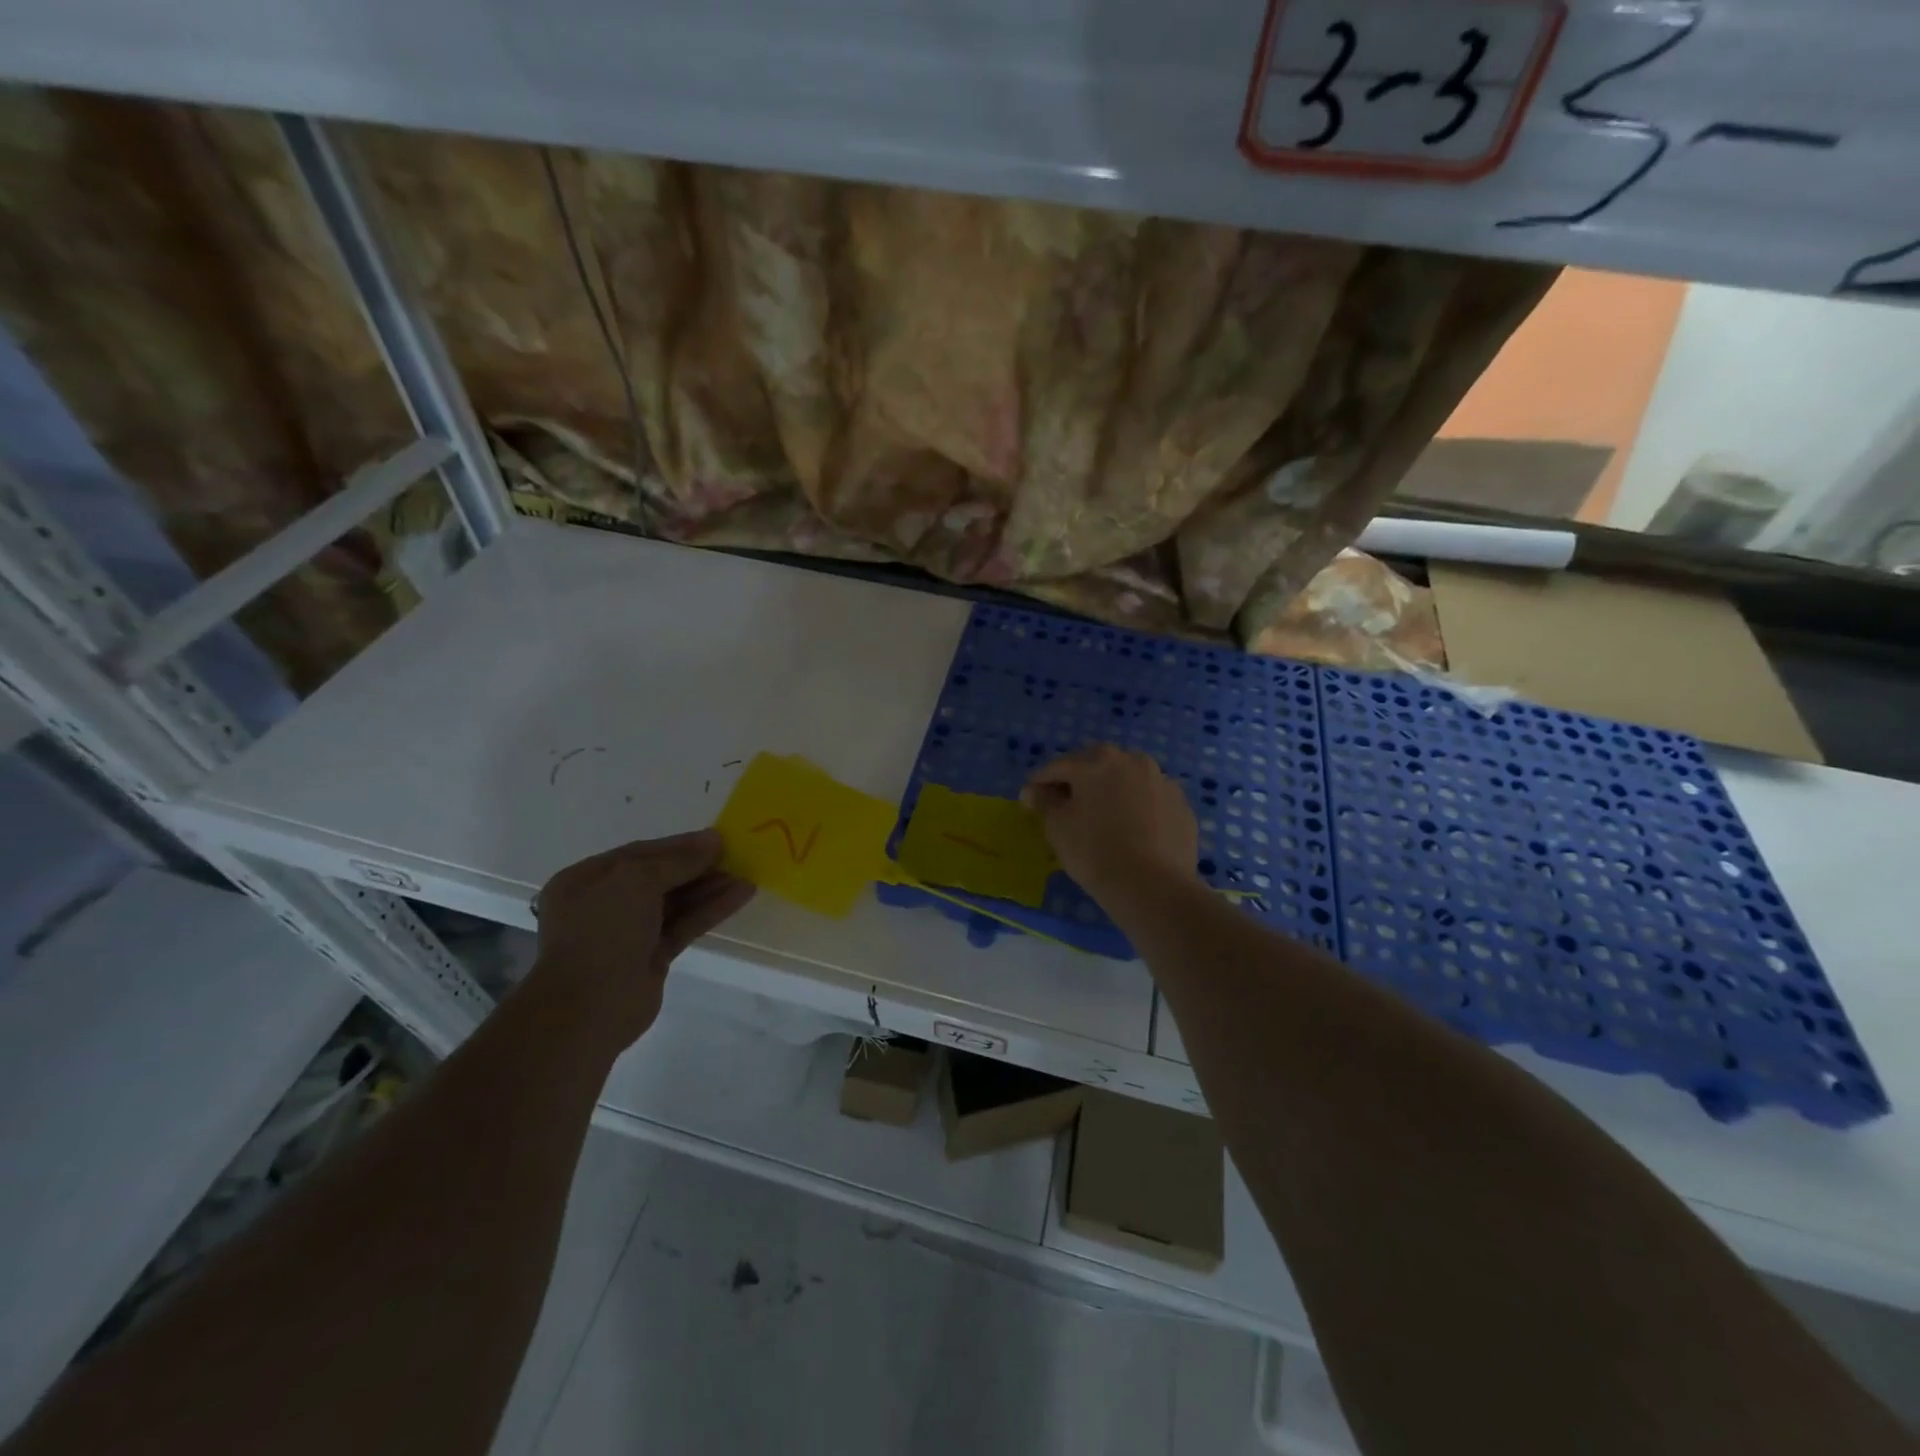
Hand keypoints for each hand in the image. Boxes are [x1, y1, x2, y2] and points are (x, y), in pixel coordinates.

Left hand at [524, 830, 754, 1054]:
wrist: (586, 1009)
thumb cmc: (602, 932)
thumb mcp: (636, 880)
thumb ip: (678, 859)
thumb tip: (713, 839)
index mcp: (588, 879)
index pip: (641, 853)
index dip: (680, 844)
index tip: (718, 838)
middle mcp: (606, 903)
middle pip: (661, 877)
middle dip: (698, 866)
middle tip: (737, 855)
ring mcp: (629, 932)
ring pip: (677, 902)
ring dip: (711, 887)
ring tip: (747, 874)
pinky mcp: (652, 957)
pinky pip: (685, 925)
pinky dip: (711, 910)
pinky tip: (741, 895)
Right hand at [1022, 745, 1199, 904]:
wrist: (1153, 886)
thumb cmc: (1094, 851)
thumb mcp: (1057, 827)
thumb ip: (1043, 802)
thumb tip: (1034, 791)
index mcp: (1097, 760)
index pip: (1058, 766)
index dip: (1040, 782)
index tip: (1029, 799)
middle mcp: (1132, 760)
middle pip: (1096, 765)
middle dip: (1078, 780)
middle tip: (1065, 804)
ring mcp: (1162, 781)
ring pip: (1127, 780)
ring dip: (1111, 791)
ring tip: (1102, 816)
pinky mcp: (1181, 805)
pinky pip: (1150, 800)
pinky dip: (1137, 808)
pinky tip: (1132, 831)